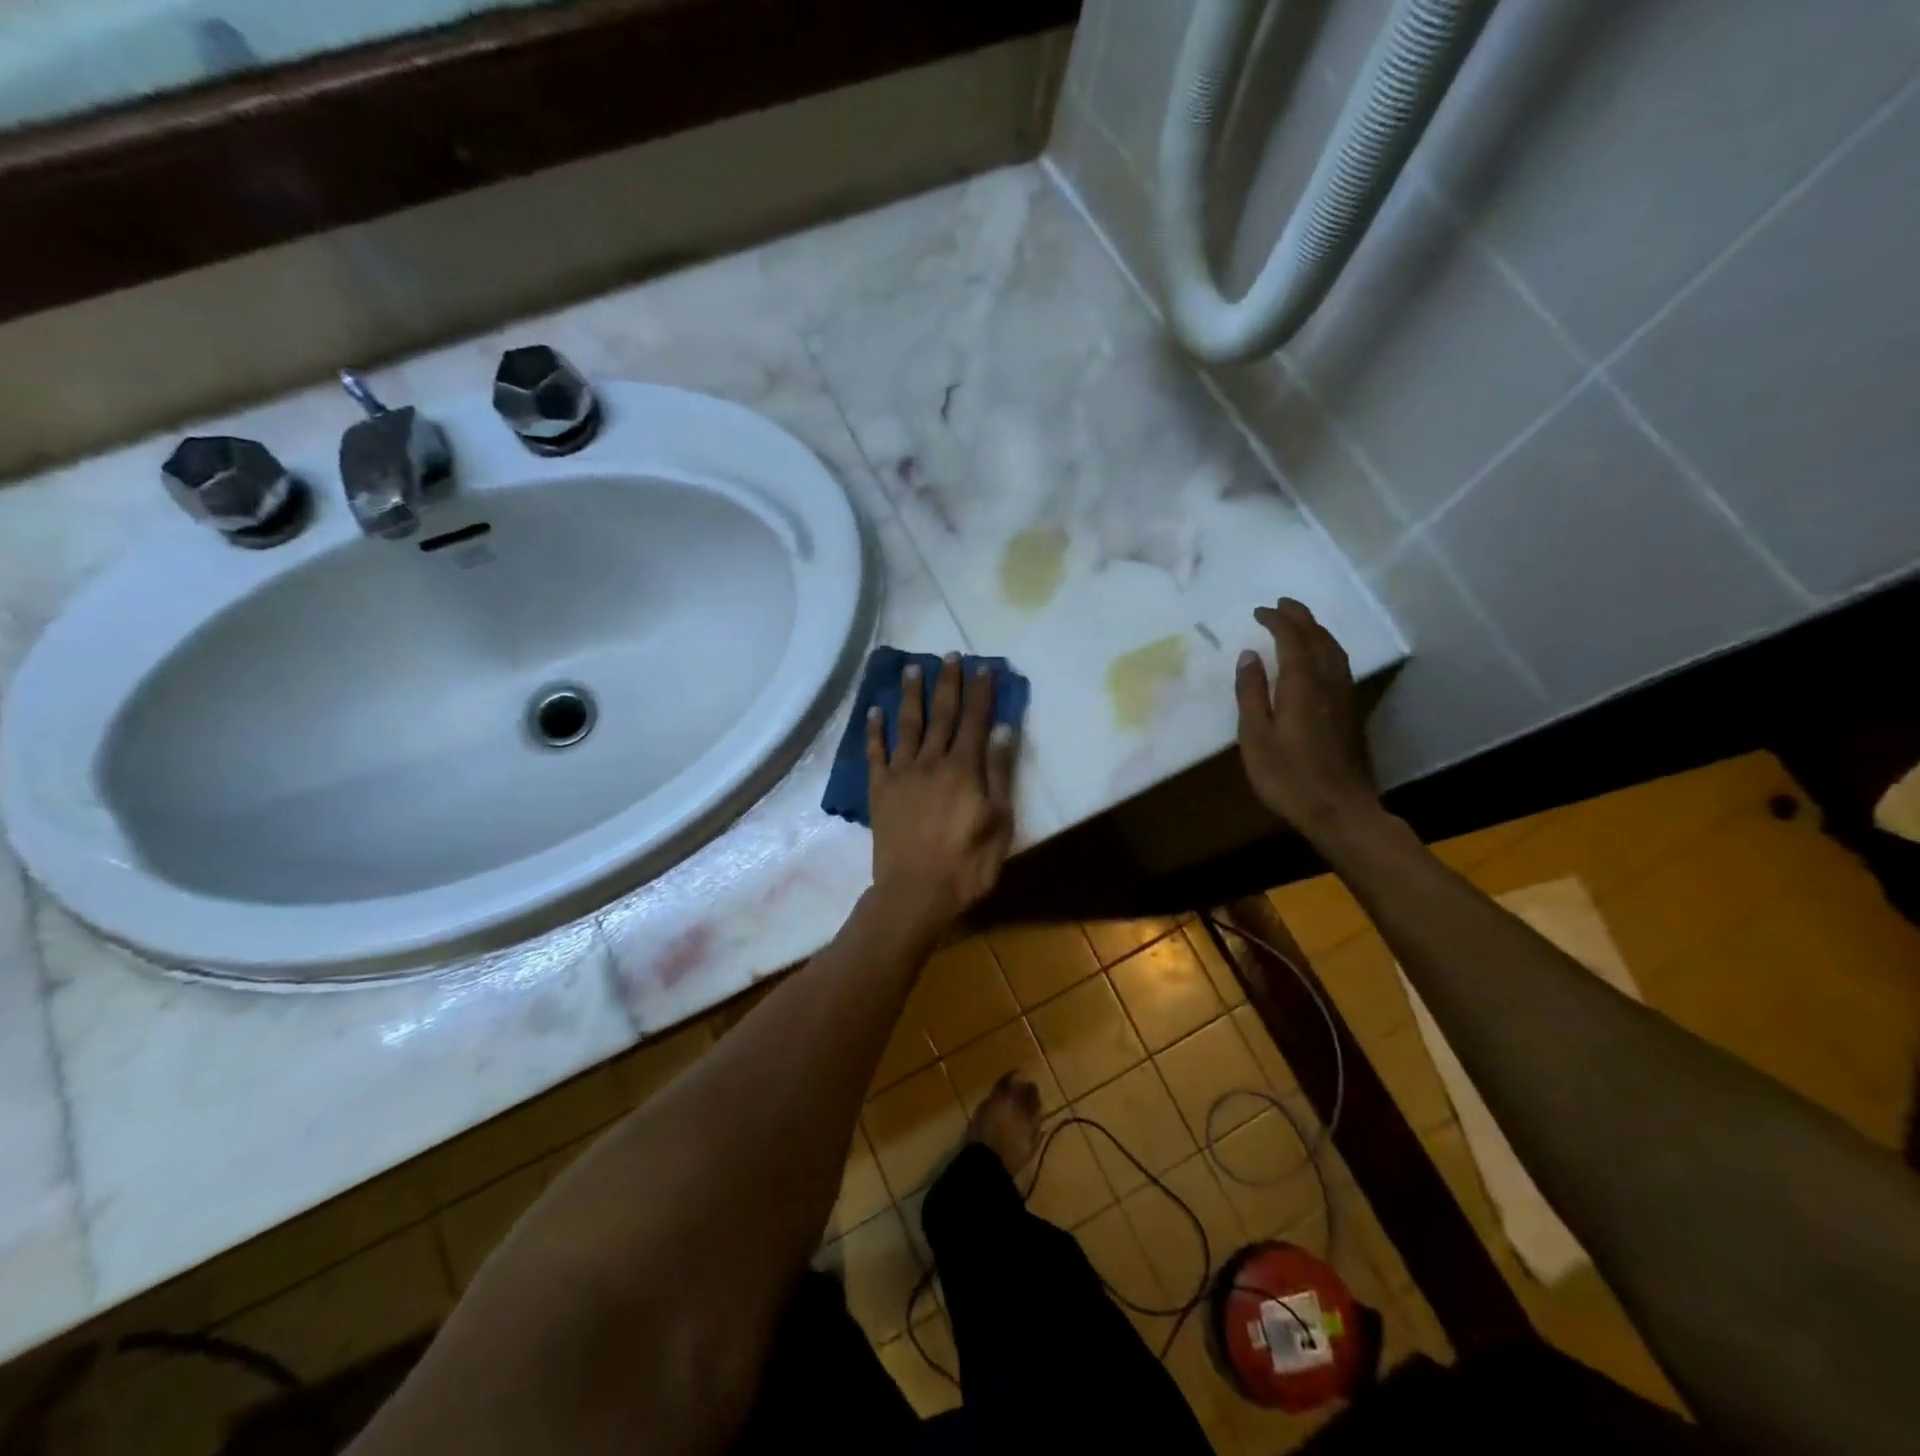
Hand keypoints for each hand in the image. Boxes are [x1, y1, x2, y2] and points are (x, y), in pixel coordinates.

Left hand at [867, 655, 1016, 931]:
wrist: (915, 892)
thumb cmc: (967, 863)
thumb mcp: (999, 821)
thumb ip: (998, 773)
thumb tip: (1002, 730)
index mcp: (964, 768)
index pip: (976, 720)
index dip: (981, 692)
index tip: (984, 667)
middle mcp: (931, 761)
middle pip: (942, 715)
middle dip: (948, 683)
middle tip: (949, 655)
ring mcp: (901, 774)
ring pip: (907, 725)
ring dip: (910, 695)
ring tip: (912, 669)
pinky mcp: (879, 790)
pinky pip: (875, 753)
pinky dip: (875, 731)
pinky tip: (874, 711)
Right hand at [1235, 598, 1377, 840]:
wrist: (1339, 809)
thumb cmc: (1287, 775)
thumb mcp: (1255, 736)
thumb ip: (1252, 693)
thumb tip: (1249, 655)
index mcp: (1302, 684)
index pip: (1292, 639)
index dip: (1277, 621)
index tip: (1259, 611)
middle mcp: (1328, 682)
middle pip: (1319, 638)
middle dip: (1300, 618)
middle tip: (1282, 605)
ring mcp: (1344, 697)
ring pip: (1335, 651)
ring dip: (1317, 631)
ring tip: (1301, 624)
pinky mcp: (1351, 713)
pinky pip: (1340, 666)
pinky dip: (1327, 650)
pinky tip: (1320, 659)